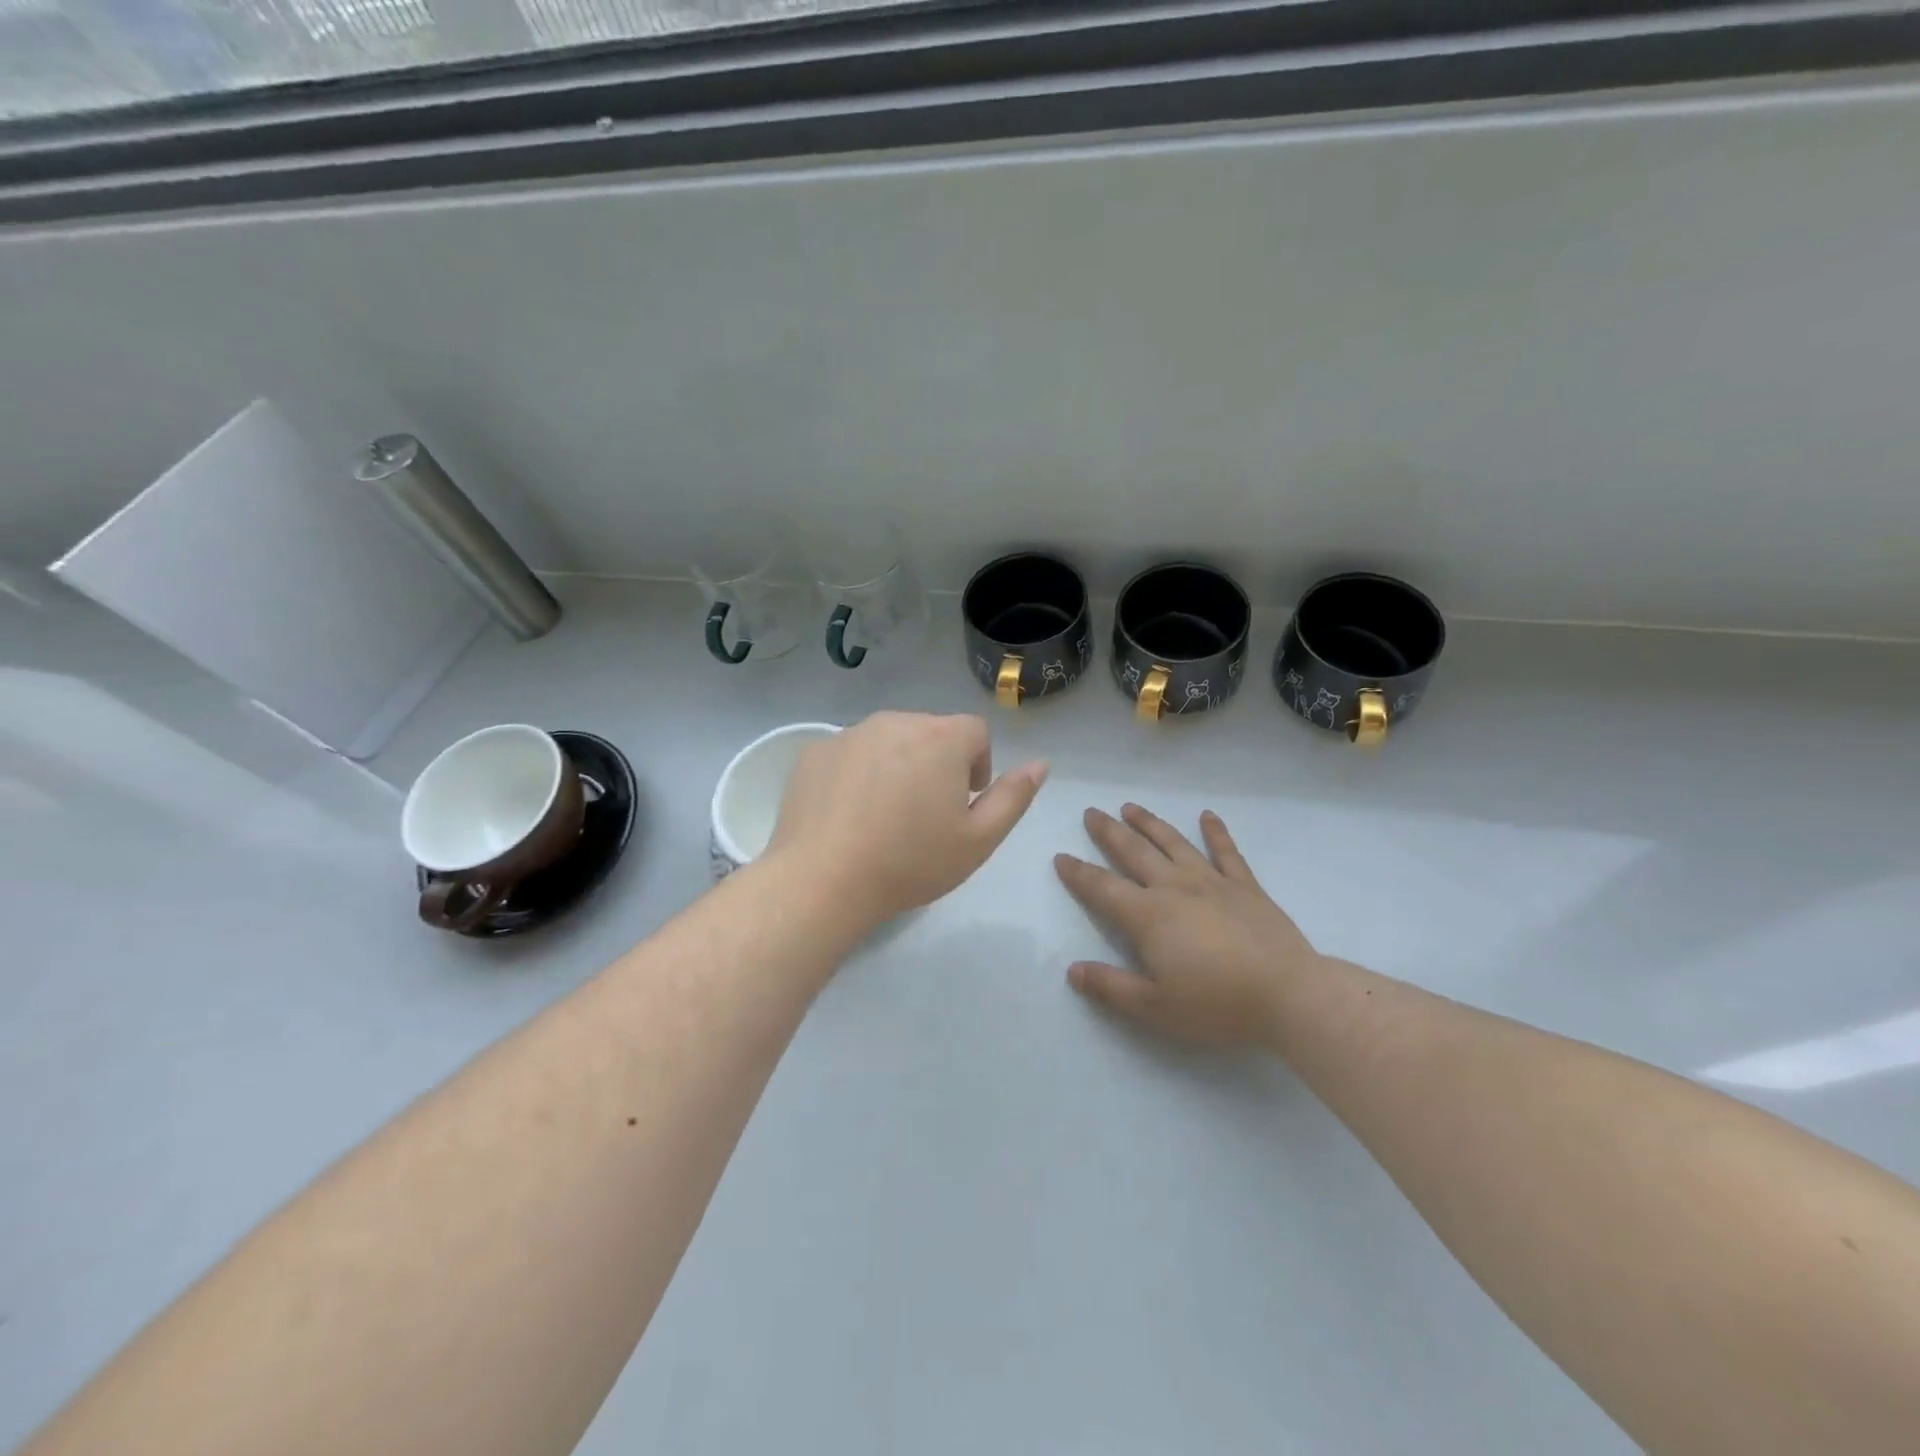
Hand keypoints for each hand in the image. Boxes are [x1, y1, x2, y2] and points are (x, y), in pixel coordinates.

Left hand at [768, 711, 1047, 929]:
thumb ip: (1014, 796)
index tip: (963, 804)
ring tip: (884, 816)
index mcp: (941, 737)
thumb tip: (1040, 763)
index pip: (975, 732)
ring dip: (897, 765)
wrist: (823, 881)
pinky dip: (857, 774)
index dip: (978, 766)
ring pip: (889, 741)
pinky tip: (848, 815)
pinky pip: (850, 753)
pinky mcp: (815, 752)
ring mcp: (850, 733)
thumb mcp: (979, 839)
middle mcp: (896, 721)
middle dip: (937, 764)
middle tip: (925, 815)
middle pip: (931, 732)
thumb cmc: (910, 862)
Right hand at [1054, 804, 1319, 1047]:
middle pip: (1134, 852)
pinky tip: (1207, 815)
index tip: (1061, 857)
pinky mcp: (1245, 886)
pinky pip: (1227, 852)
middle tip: (1091, 812)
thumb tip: (1072, 971)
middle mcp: (1174, 888)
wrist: (1289, 995)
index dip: (1078, 873)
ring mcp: (1212, 882)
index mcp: (1148, 916)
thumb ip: (1111, 987)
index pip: (1102, 888)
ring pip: (1173, 843)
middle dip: (1109, 832)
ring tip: (1130, 807)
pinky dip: (1216, 832)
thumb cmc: (1217, 1004)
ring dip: (1149, 823)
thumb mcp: (1155, 1007)